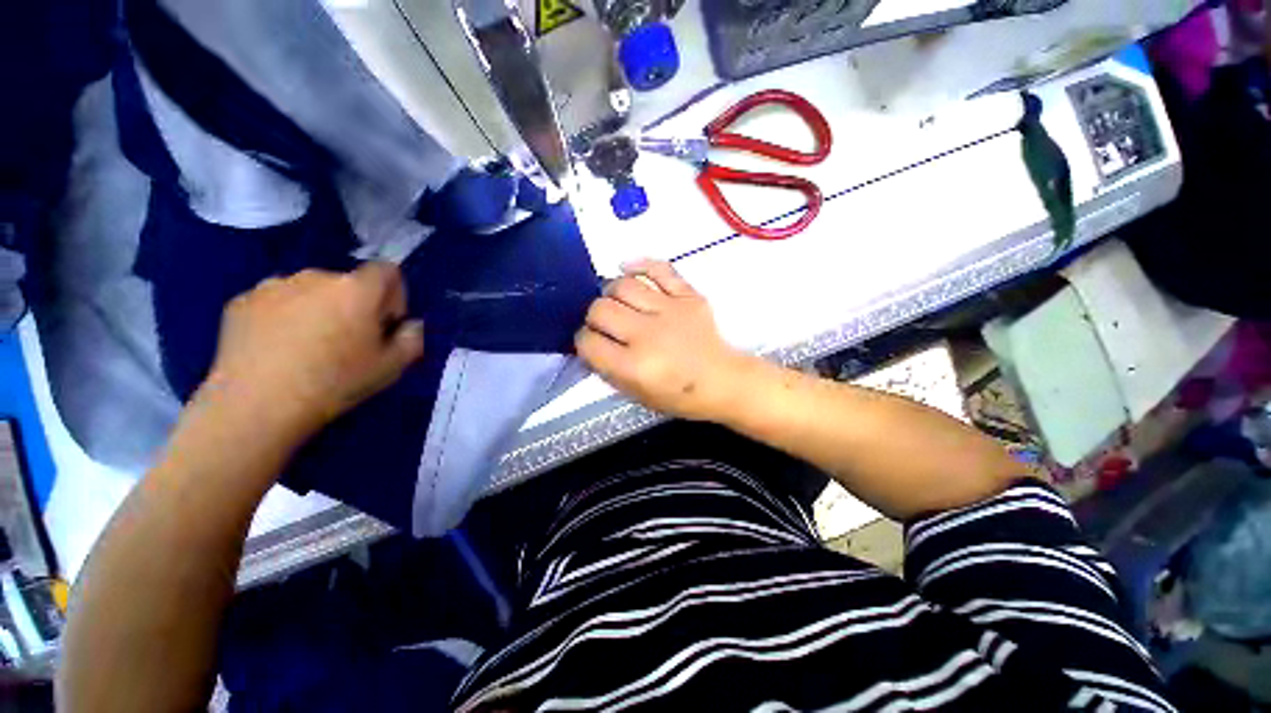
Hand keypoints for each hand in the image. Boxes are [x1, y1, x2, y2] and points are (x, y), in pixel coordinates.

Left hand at [199, 263, 424, 439]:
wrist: (256, 404)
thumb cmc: (335, 382)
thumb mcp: (393, 367)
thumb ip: (413, 338)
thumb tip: (409, 324)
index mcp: (357, 289)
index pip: (387, 271)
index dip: (394, 294)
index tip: (386, 323)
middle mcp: (316, 276)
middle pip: (347, 282)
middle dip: (355, 305)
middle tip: (349, 340)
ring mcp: (273, 285)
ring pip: (310, 290)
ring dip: (319, 308)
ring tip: (309, 345)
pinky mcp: (241, 300)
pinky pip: (275, 301)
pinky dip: (283, 316)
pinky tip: (278, 348)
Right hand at [575, 260, 748, 421]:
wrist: (724, 381)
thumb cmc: (680, 395)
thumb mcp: (637, 395)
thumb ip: (609, 370)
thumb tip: (590, 343)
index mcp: (635, 366)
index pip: (589, 342)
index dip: (583, 341)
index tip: (591, 342)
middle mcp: (648, 334)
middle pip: (600, 309)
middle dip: (593, 317)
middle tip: (604, 324)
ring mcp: (670, 310)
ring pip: (623, 286)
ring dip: (611, 293)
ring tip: (616, 302)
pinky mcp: (688, 295)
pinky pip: (659, 269)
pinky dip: (639, 265)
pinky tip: (627, 269)